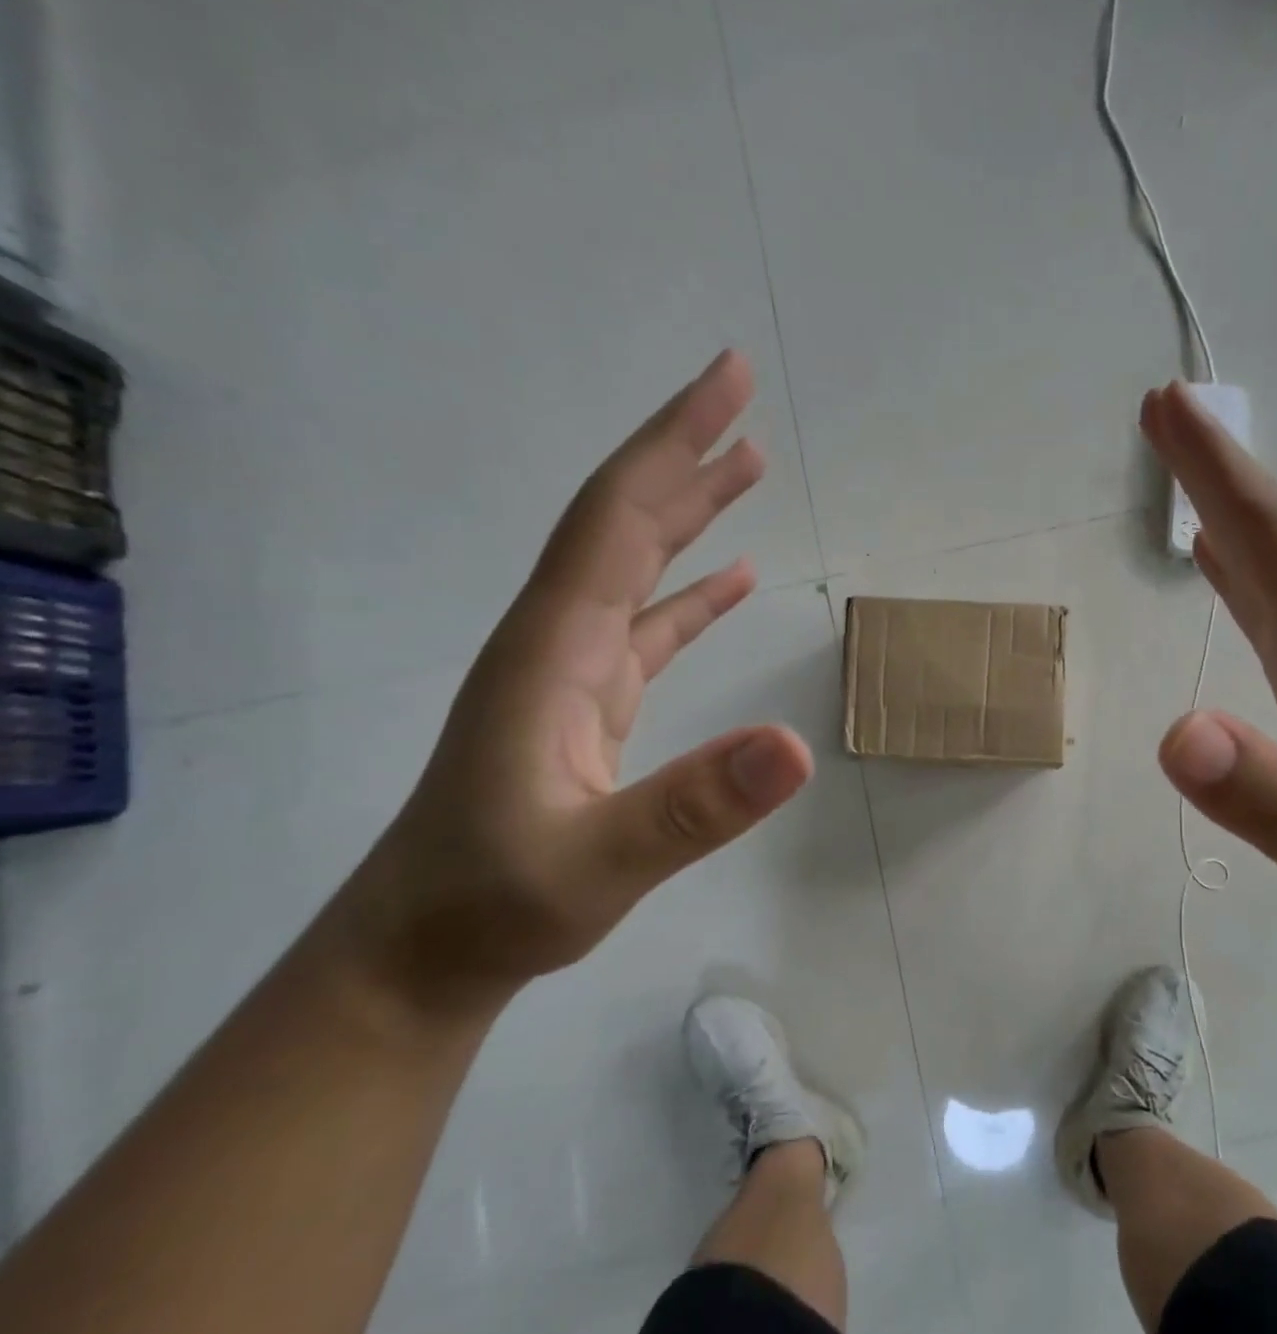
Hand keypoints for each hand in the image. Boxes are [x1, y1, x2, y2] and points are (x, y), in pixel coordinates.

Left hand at [341, 351, 814, 1013]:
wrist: (424, 950)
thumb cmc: (495, 903)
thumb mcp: (597, 864)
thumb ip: (693, 807)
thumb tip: (795, 747)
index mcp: (553, 649)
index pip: (618, 518)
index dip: (673, 444)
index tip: (728, 383)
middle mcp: (559, 639)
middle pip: (625, 520)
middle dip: (684, 449)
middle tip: (742, 392)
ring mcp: (574, 671)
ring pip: (637, 566)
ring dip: (691, 511)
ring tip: (748, 465)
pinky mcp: (591, 705)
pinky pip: (649, 626)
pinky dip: (692, 593)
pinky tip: (733, 579)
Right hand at [1141, 382, 1276, 981]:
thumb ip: (1266, 794)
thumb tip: (1177, 732)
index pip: (1276, 545)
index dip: (1224, 472)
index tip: (1171, 407)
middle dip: (1221, 470)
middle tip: (1167, 410)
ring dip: (1233, 514)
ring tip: (1189, 472)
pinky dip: (1244, 577)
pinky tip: (1222, 570)